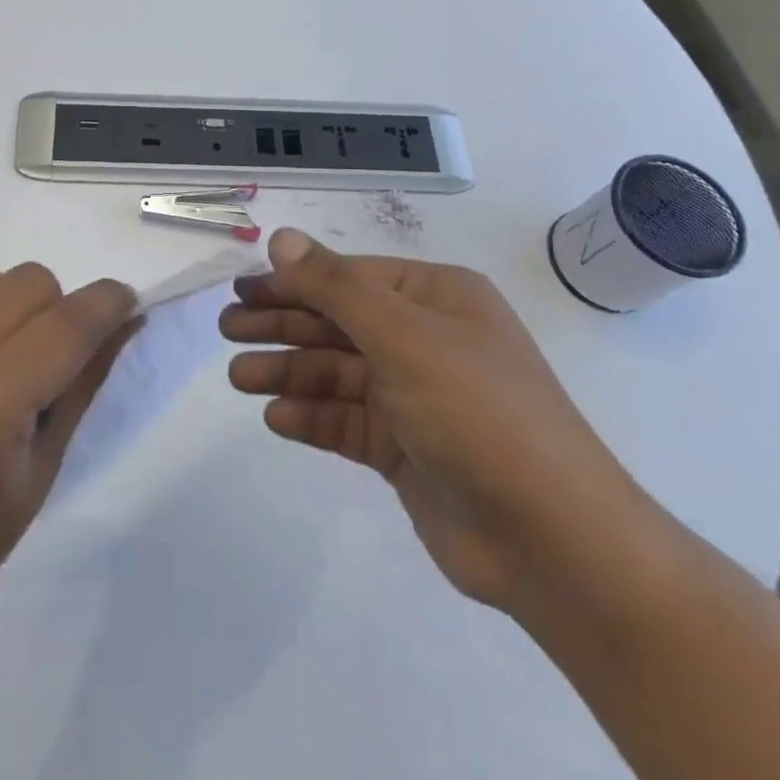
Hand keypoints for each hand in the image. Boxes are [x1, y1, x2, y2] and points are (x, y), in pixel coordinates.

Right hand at [222, 229, 648, 611]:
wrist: (552, 541)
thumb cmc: (477, 412)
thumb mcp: (403, 336)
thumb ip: (335, 286)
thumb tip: (281, 238)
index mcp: (436, 298)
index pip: (349, 277)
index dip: (293, 280)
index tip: (241, 288)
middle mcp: (426, 339)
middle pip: (338, 322)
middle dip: (282, 324)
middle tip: (227, 329)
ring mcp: (416, 396)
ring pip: (337, 373)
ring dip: (288, 372)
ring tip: (238, 377)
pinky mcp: (407, 449)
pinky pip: (348, 421)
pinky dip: (312, 418)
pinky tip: (276, 419)